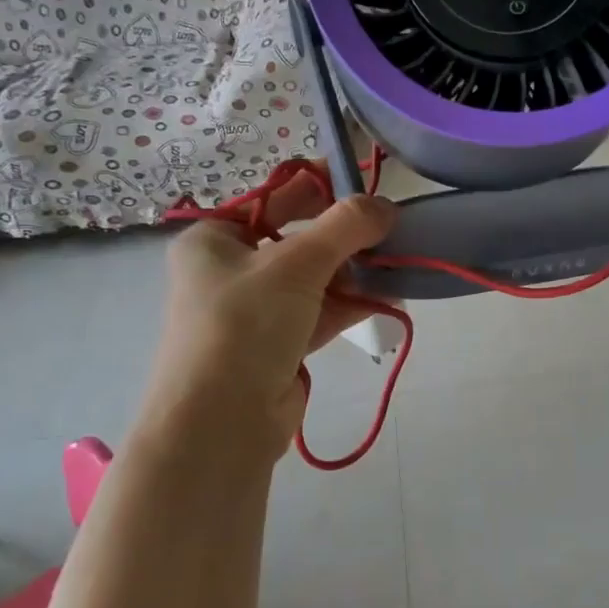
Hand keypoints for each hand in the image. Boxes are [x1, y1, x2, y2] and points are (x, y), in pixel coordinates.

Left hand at [138, 169, 396, 460]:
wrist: (220, 423)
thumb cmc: (245, 324)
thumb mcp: (295, 264)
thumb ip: (344, 227)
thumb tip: (385, 205)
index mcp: (214, 240)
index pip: (273, 199)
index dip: (319, 187)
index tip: (364, 184)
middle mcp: (228, 271)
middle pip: (295, 240)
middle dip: (342, 237)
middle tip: (388, 227)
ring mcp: (252, 312)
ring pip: (310, 279)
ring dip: (350, 272)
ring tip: (394, 262)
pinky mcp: (275, 346)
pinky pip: (316, 313)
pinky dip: (347, 304)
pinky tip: (384, 298)